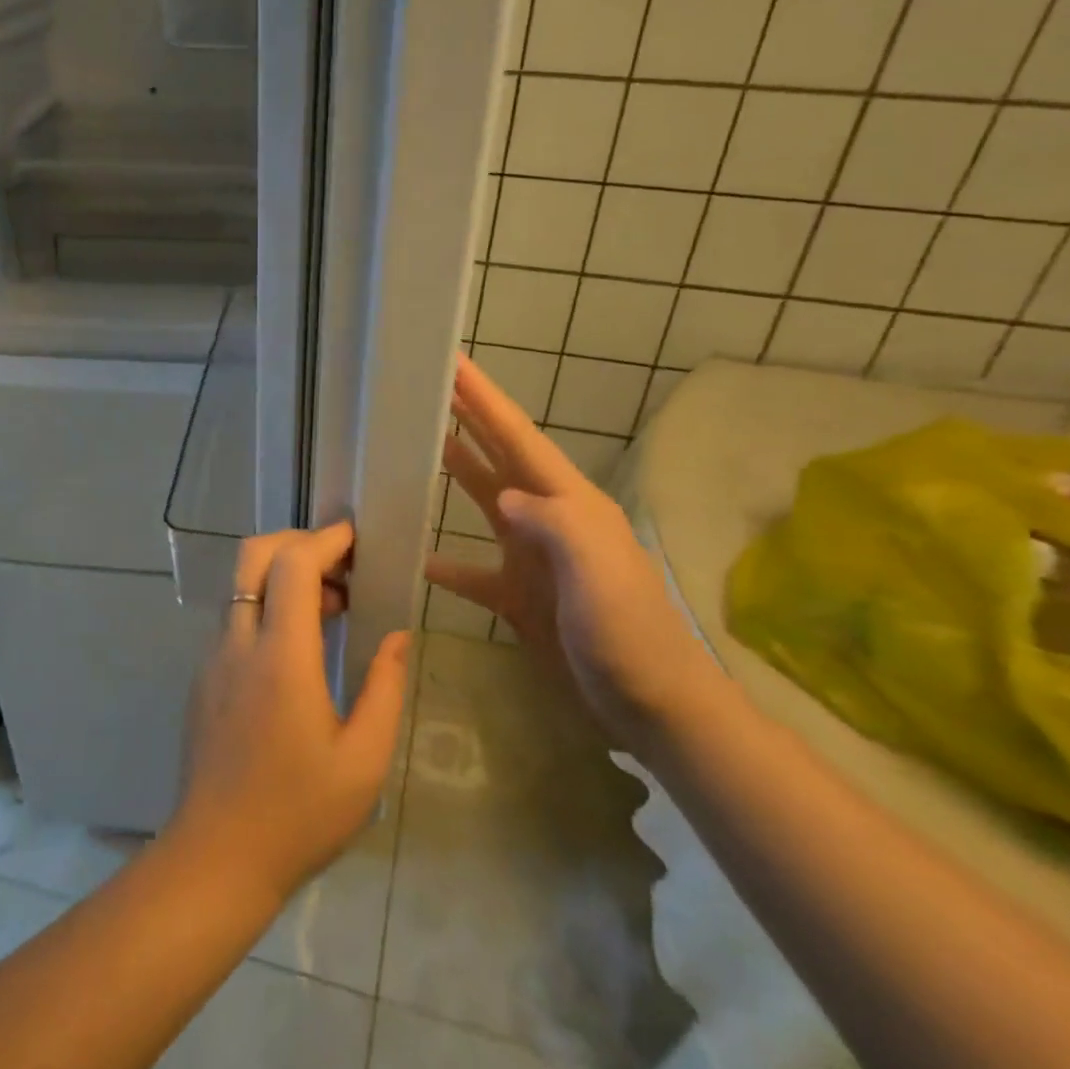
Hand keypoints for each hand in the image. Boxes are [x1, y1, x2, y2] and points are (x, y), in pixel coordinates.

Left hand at [170, 522, 409, 904]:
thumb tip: (396, 637)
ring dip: (282, 577)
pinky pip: (235, 619)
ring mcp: (213, 659)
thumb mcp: (363, 761)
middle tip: (340, 566)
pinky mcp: (203, 679)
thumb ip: (384, 689)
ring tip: (331, 608)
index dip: (326, 540)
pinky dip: (266, 607)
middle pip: (253, 556)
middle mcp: (239, 644)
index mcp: (281, 657)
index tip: (356, 538)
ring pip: (241, 586)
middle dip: (296, 542)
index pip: (293, 565)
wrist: (215, 860)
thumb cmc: (298, 814)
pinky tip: (298, 647)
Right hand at [424, 354, 712, 734]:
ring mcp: (533, 559)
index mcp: (569, 503)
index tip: (454, 363)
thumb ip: (552, 522)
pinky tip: (417, 556)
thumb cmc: (627, 631)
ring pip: (485, 503)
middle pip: (500, 458)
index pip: (519, 437)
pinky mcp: (520, 598)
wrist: (651, 705)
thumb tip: (503, 496)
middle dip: (469, 419)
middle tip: (431, 387)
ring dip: (456, 472)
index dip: (486, 399)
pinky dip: (445, 562)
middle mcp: (549, 520)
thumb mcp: (596, 568)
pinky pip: (472, 572)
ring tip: (418, 446)